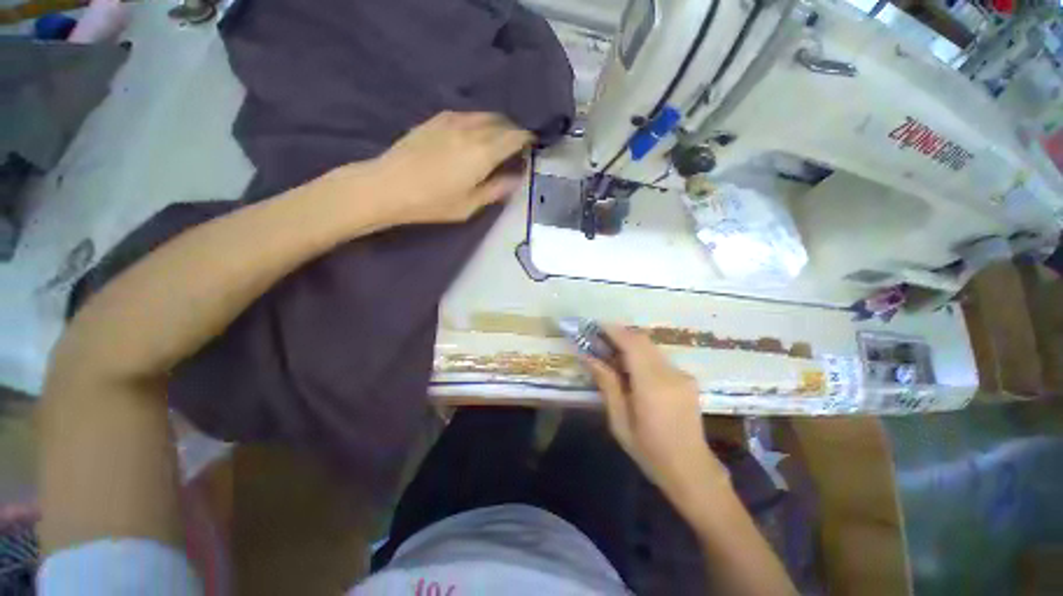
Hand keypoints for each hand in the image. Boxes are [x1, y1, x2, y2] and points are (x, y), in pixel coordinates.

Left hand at [359, 111, 532, 225]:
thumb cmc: (432, 203)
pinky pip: (467, 115)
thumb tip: (517, 178)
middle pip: (502, 121)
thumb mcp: (470, 205)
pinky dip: (479, 122)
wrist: (388, 186)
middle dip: (514, 131)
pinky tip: (474, 136)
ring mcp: (452, 120)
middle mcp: (472, 129)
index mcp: (483, 152)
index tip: (532, 147)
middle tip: (517, 148)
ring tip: (497, 142)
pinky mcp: (436, 119)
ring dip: (497, 125)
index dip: (527, 139)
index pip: (515, 136)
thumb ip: (497, 189)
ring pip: (484, 115)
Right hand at [584, 326, 729, 511]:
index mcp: (652, 386)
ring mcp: (682, 375)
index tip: (595, 326)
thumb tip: (588, 357)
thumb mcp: (620, 421)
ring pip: (651, 347)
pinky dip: (641, 355)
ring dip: (630, 344)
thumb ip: (607, 384)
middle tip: (599, 338)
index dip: (613, 331)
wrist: (692, 470)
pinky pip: (659, 358)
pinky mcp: (687, 378)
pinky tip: (630, 368)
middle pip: (643, 340)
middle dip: (619, 334)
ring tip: (610, 352)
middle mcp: (671, 374)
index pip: (632, 344)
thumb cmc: (650, 451)